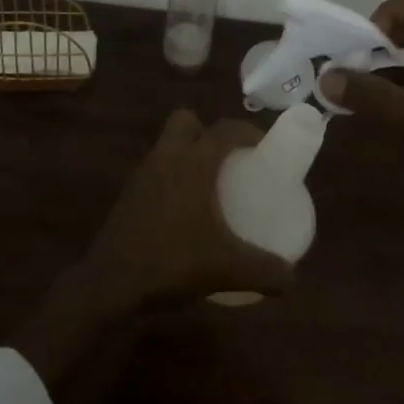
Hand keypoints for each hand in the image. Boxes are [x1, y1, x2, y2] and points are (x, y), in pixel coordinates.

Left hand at [79, 109, 296, 310]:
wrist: (110, 283)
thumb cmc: (172, 262)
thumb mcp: (228, 269)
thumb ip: (266, 271)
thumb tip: (293, 279)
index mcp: (194, 161)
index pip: (226, 128)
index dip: (248, 132)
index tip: (265, 148)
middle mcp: (167, 156)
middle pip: (187, 120)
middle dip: (208, 131)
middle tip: (229, 160)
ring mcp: (143, 172)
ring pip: (168, 144)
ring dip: (188, 153)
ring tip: (209, 185)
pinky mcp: (129, 192)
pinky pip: (156, 169)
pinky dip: (171, 177)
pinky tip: (183, 210)